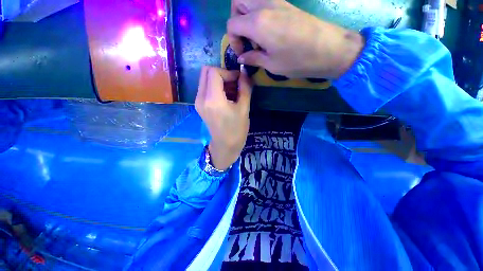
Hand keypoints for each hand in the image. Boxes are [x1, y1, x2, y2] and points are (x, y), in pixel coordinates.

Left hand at [195, 67, 251, 170]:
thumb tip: (245, 74)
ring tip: (232, 92)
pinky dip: (215, 87)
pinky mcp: (199, 105)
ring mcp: (198, 101)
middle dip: (222, 74)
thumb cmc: (237, 130)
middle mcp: (201, 98)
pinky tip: (226, 97)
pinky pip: (205, 88)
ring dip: (219, 81)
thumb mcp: (244, 109)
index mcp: (212, 99)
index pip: (214, 72)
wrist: (225, 146)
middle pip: (206, 71)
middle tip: (234, 84)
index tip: (239, 80)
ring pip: (205, 79)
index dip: (228, 72)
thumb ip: (245, 88)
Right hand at [228, 0, 364, 78]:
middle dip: (236, 20)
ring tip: (255, 36)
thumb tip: (241, 58)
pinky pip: (264, 2)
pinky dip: (258, 14)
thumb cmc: (297, 60)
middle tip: (245, 38)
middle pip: (237, 2)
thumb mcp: (271, 65)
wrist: (329, 49)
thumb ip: (253, 58)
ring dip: (246, 15)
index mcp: (257, 23)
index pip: (232, 24)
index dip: (232, 41)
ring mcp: (277, 2)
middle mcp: (264, 6)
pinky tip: (267, 32)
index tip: (242, 53)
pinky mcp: (286, 4)